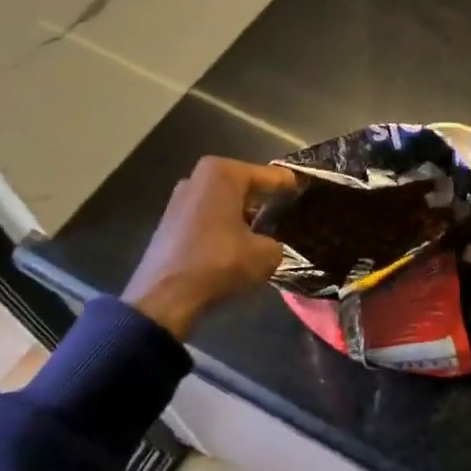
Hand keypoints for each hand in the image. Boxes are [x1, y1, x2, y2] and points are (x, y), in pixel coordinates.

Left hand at [122, 157, 297, 338]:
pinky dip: (223, 226)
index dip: (290, 186)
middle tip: (286, 214)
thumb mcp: (264, 255)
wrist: (163, 297)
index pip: (269, 176)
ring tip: (263, 232)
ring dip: (241, 215)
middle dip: (263, 200)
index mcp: (223, 173)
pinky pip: (207, 217)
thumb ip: (276, 243)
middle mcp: (198, 177)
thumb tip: (272, 245)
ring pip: (224, 202)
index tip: (306, 192)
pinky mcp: (169, 222)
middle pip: (243, 186)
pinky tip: (236, 245)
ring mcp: (180, 199)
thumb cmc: (218, 262)